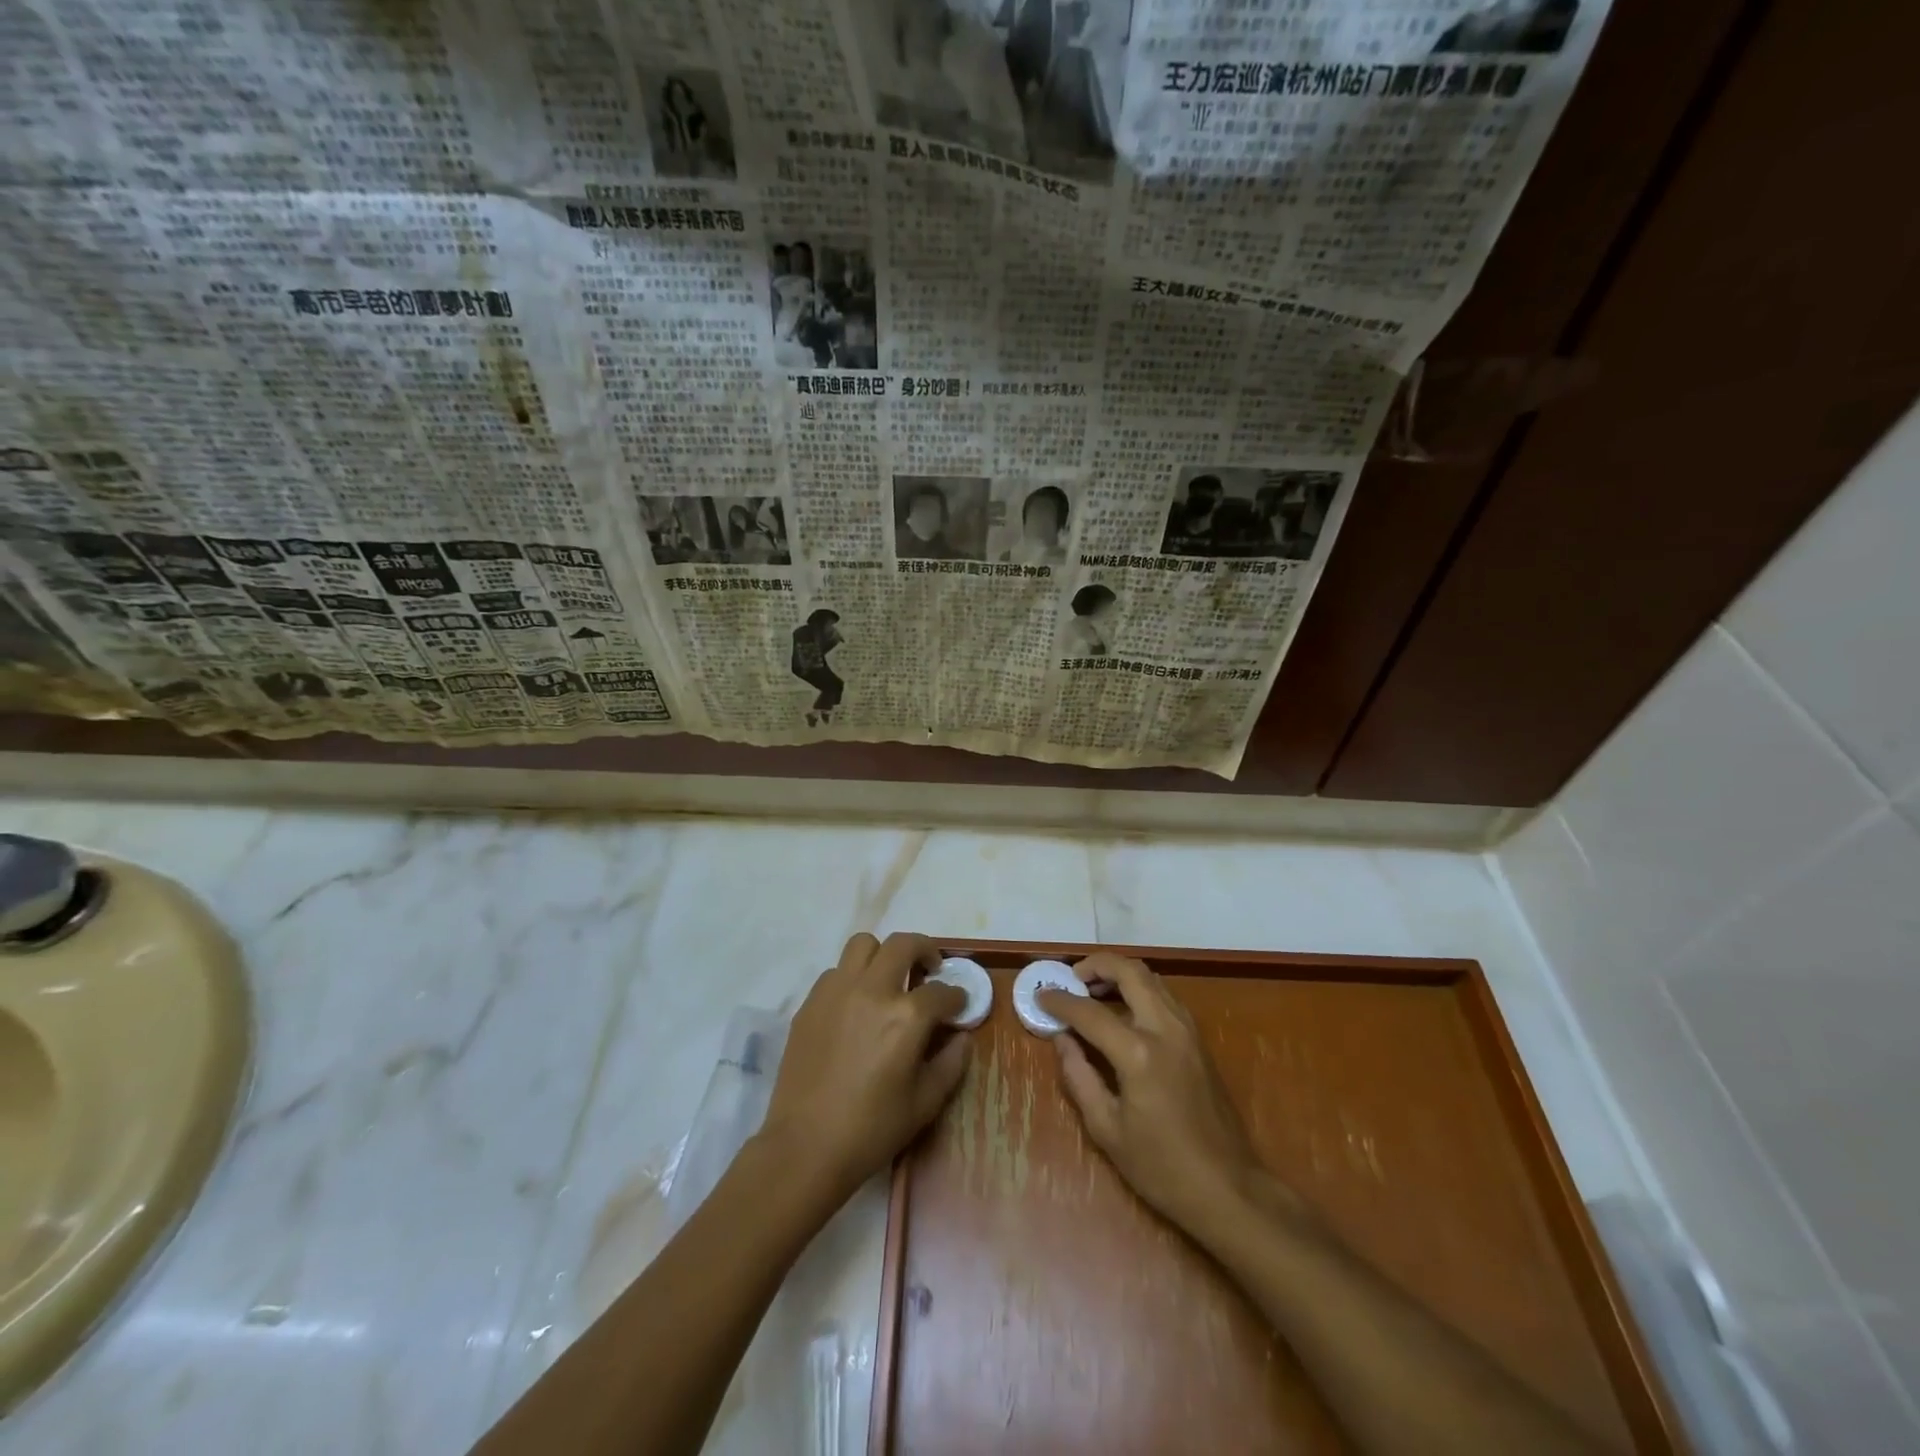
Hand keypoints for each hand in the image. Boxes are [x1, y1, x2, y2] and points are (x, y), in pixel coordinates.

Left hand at [760, 932, 970, 1202]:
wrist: (805, 1147)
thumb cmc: (872, 1129)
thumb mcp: (925, 1103)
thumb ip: (951, 1063)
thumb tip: (962, 1036)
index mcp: (906, 1016)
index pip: (941, 991)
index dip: (956, 997)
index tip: (959, 1004)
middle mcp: (872, 990)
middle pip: (903, 944)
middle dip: (925, 950)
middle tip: (930, 969)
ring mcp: (837, 991)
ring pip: (863, 945)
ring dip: (884, 954)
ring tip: (890, 978)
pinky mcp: (811, 1002)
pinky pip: (836, 971)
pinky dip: (853, 977)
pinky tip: (857, 1004)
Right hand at [1038, 953, 1272, 1235]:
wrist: (1230, 1189)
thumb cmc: (1162, 1167)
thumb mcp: (1107, 1129)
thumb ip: (1079, 1077)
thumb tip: (1062, 1039)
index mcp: (1138, 1053)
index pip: (1089, 1012)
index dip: (1060, 1001)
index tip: (1040, 995)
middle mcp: (1166, 1029)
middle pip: (1130, 971)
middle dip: (1096, 965)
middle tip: (1071, 979)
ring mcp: (1188, 1031)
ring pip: (1151, 978)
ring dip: (1120, 973)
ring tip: (1092, 990)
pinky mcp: (1199, 1040)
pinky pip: (1165, 996)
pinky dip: (1139, 989)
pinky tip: (1122, 1010)